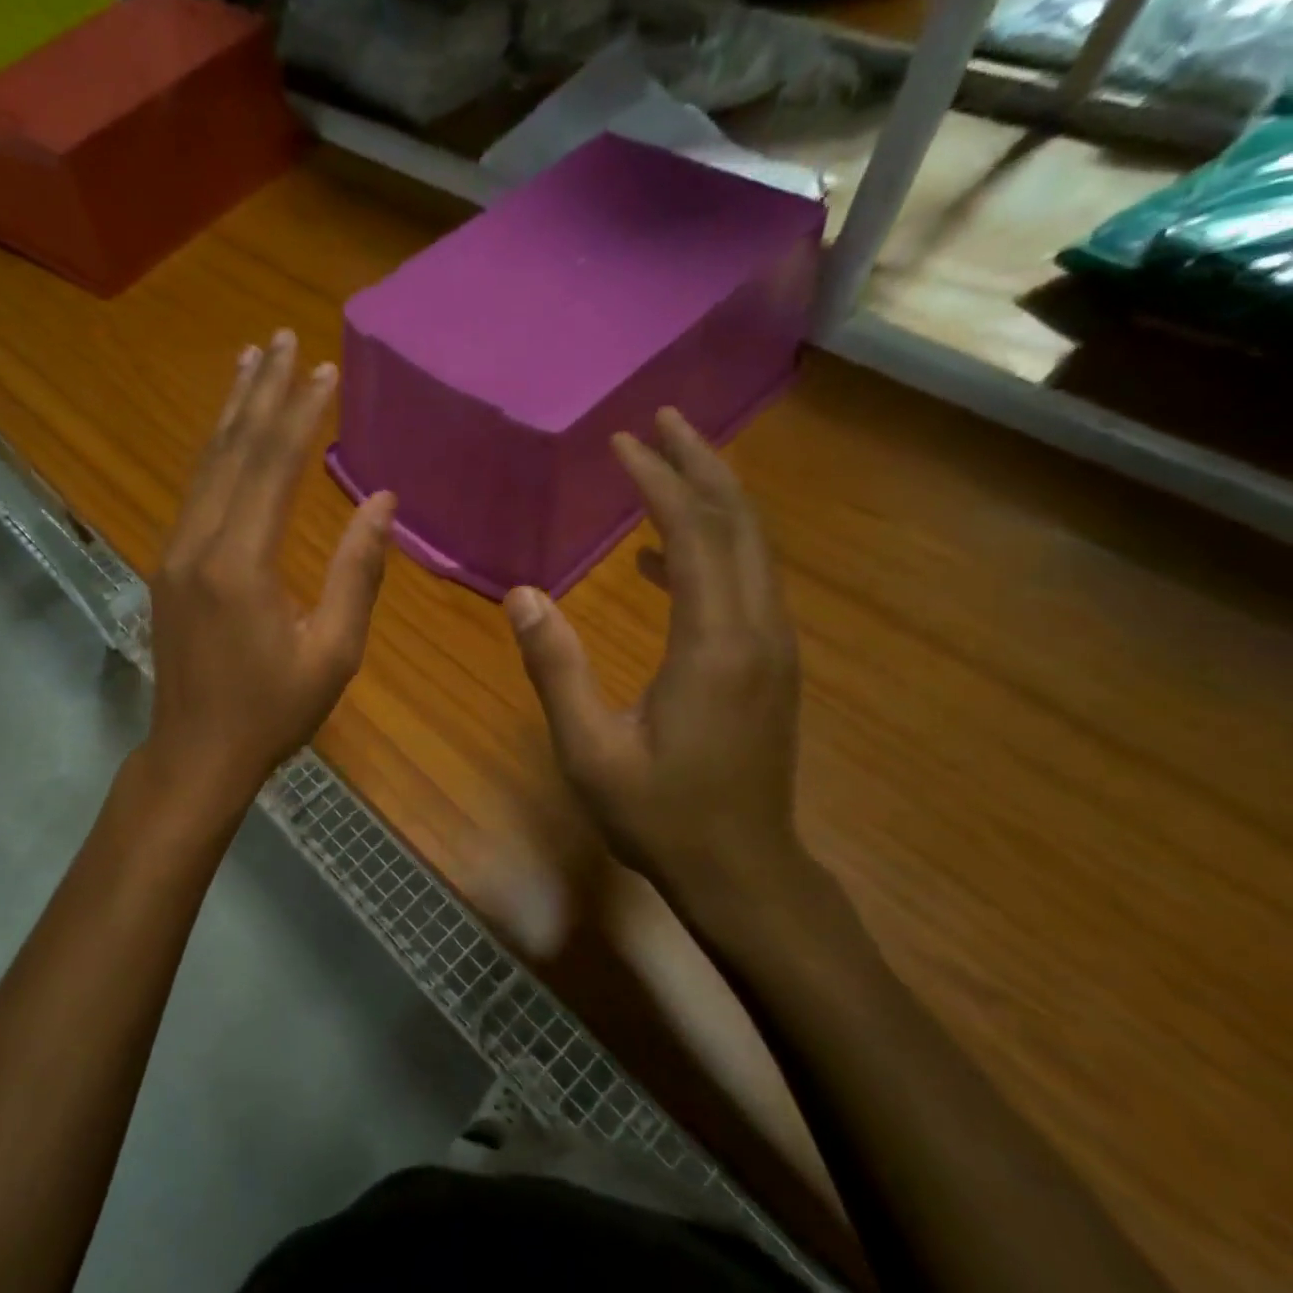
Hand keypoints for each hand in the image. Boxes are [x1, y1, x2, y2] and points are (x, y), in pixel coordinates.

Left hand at [140, 329, 396, 813]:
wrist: (196, 752)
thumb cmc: (273, 710)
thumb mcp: (333, 651)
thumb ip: (356, 571)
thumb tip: (381, 501)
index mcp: (240, 564)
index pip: (272, 467)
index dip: (299, 414)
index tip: (323, 369)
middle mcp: (198, 544)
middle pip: (232, 451)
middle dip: (260, 391)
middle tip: (280, 337)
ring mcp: (174, 552)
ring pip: (205, 465)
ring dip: (231, 411)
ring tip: (249, 361)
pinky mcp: (169, 565)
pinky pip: (195, 492)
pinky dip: (215, 452)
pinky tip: (227, 433)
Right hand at [503, 409, 826, 940]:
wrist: (744, 870)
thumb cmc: (661, 814)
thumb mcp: (590, 749)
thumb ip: (556, 668)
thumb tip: (520, 595)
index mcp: (715, 643)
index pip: (695, 534)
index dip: (659, 480)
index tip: (623, 442)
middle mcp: (757, 630)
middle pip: (740, 523)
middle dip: (701, 464)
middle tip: (661, 421)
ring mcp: (771, 646)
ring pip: (752, 548)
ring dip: (713, 498)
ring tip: (668, 463)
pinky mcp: (768, 663)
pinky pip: (746, 582)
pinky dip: (711, 549)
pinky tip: (664, 557)